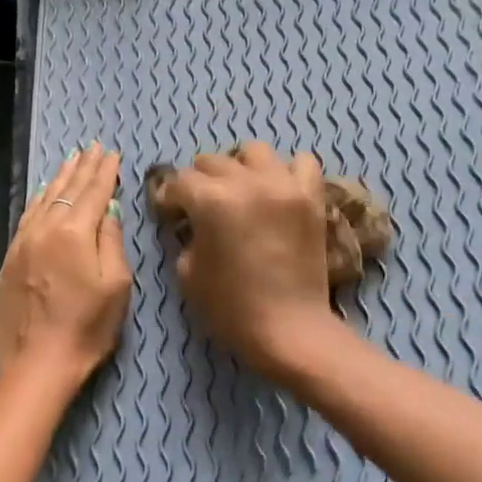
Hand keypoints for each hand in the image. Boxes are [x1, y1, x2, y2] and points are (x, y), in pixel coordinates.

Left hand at [0, 142, 131, 391]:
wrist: (38, 362)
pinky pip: (26, 217)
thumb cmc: (87, 327)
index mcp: (74, 233)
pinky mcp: (10, 259)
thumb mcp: (115, 285)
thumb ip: (111, 241)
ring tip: (70, 161)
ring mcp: (23, 243)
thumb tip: (108, 211)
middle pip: (66, 191)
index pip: (93, 193)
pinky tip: (42, 194)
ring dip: (58, 179)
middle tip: (92, 148)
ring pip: (43, 200)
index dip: (104, 172)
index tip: (111, 153)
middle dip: (82, 168)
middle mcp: (45, 229)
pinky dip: (38, 200)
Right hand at [155, 142, 346, 380]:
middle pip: (213, 161)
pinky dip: (286, 171)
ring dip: (240, 167)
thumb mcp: (188, 272)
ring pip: (255, 152)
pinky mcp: (311, 197)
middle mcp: (247, 182)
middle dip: (199, 180)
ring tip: (239, 191)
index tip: (169, 212)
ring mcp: (284, 186)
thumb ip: (186, 236)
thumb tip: (192, 221)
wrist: (289, 329)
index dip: (169, 197)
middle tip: (200, 205)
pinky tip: (277, 191)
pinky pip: (301, 163)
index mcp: (212, 201)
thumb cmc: (230, 308)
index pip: (180, 181)